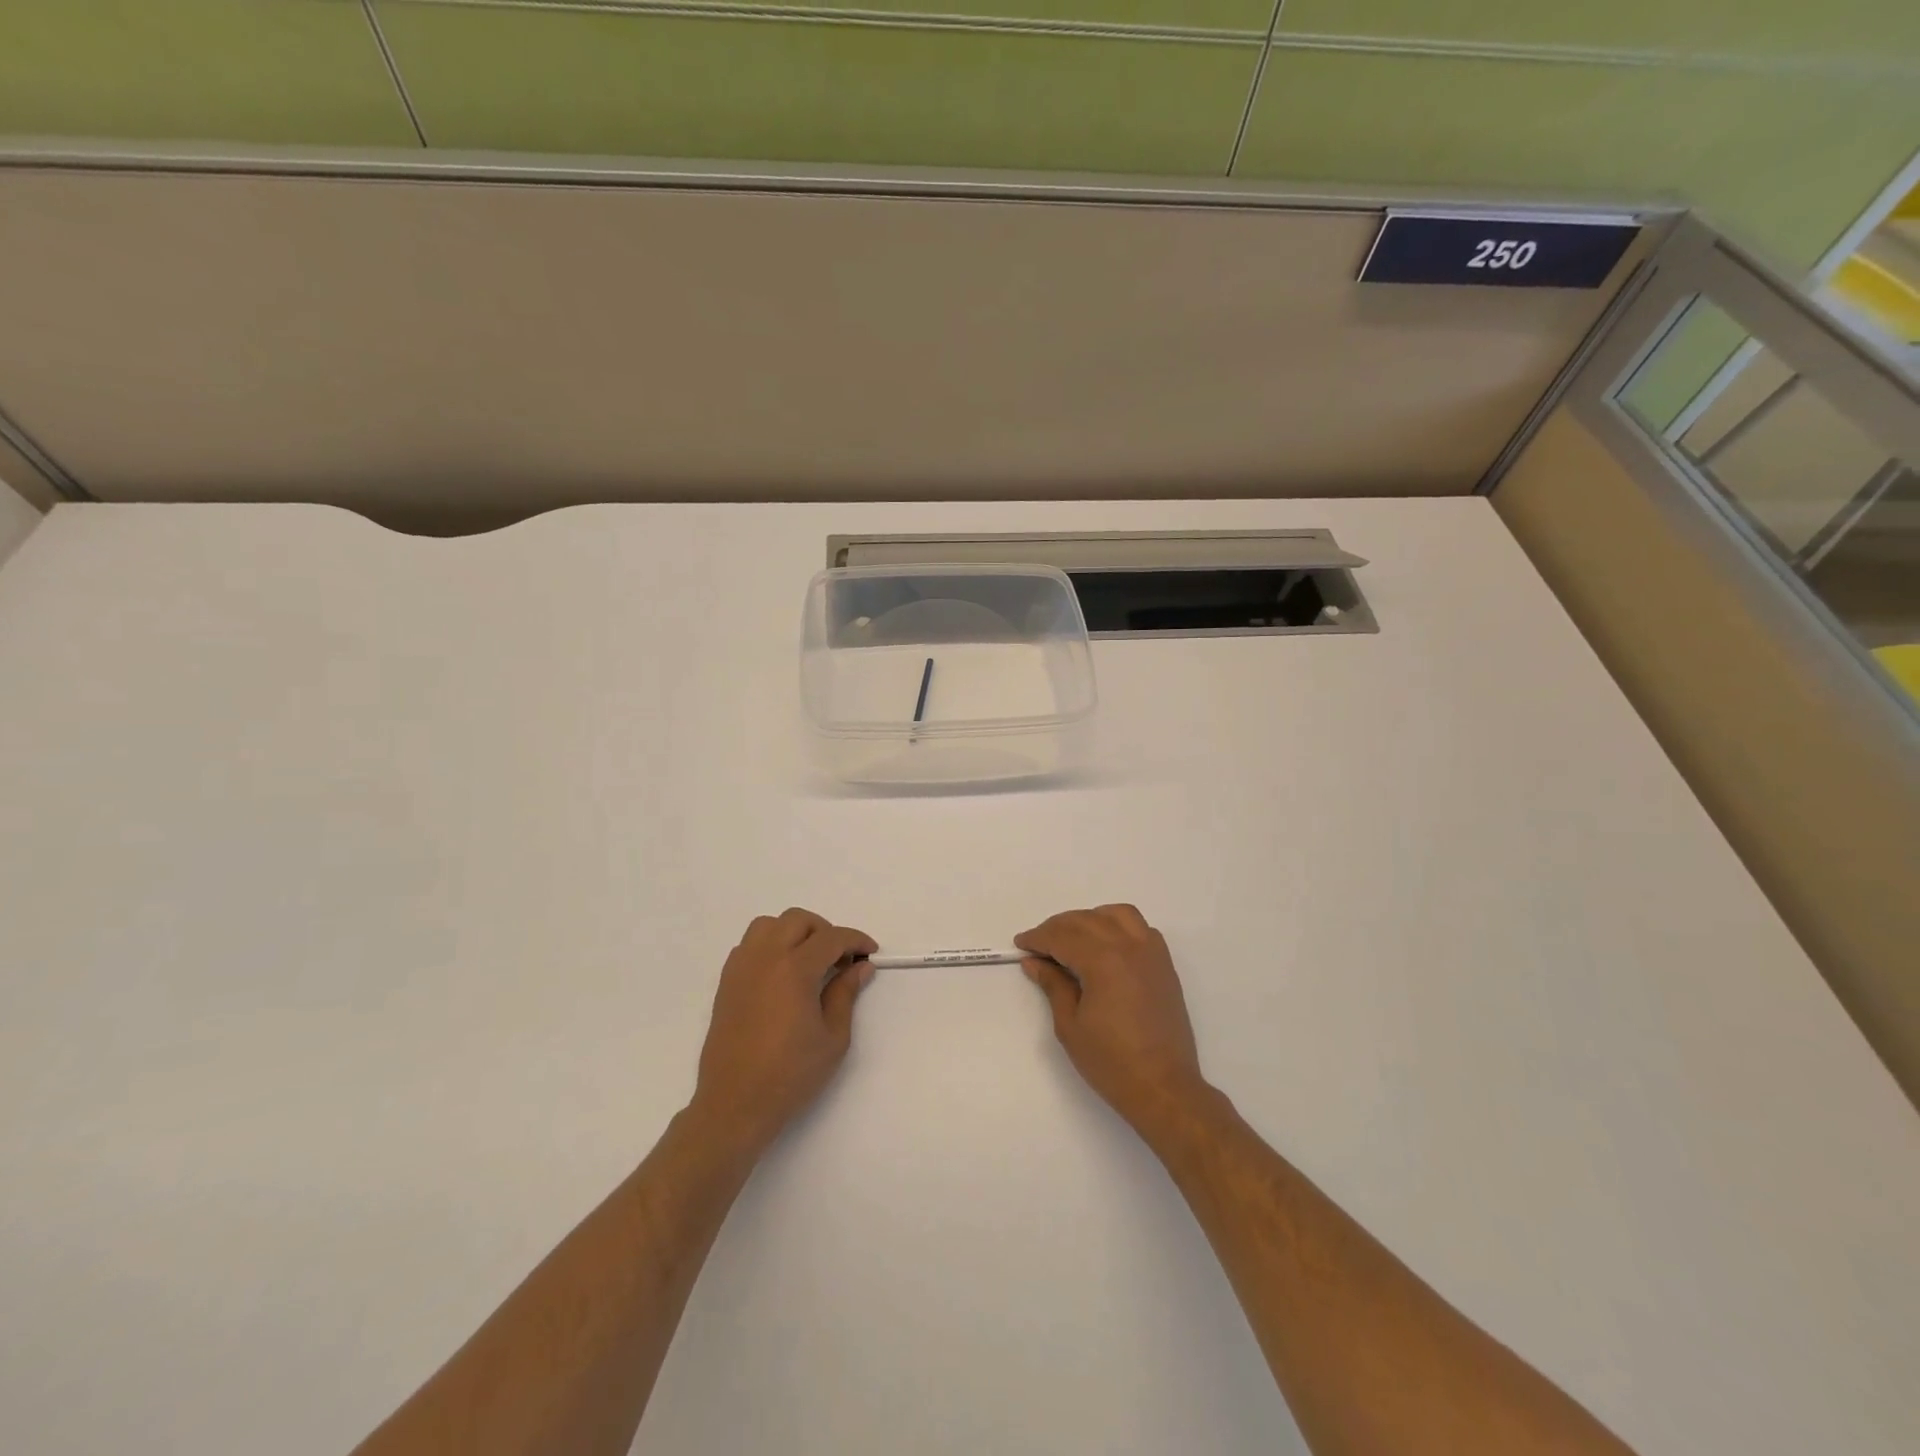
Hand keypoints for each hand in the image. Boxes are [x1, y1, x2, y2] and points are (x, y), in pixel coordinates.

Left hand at [690, 908, 877, 1152]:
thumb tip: (860, 968)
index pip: (831, 938)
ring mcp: (741, 968)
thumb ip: (845, 994)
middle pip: (798, 920)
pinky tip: (782, 973)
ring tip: (809, 960)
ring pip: (768, 925)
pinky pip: (749, 945)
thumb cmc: (790, 1075)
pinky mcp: (726, 983)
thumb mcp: (832, 1038)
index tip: (869, 954)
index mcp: (794, 969)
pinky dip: (769, 946)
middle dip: (825, 931)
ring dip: (793, 933)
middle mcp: (765, 958)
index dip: (855, 941)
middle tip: (841, 958)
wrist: (735, 1105)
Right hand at [1016, 904, 1210, 1136]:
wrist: (1163, 1088)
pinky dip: (1119, 926)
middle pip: (1086, 920)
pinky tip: (1106, 946)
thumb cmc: (1111, 1062)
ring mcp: (1151, 953)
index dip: (1038, 938)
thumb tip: (1035, 962)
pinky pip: (1141, 928)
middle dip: (1058, 927)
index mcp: (1103, 960)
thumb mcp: (1070, 1025)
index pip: (1062, 936)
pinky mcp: (1164, 965)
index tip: (1021, 945)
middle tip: (1039, 945)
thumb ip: (1053, 985)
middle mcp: (1129, 946)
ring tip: (1073, 939)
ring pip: (1117, 914)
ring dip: (1090, 919)